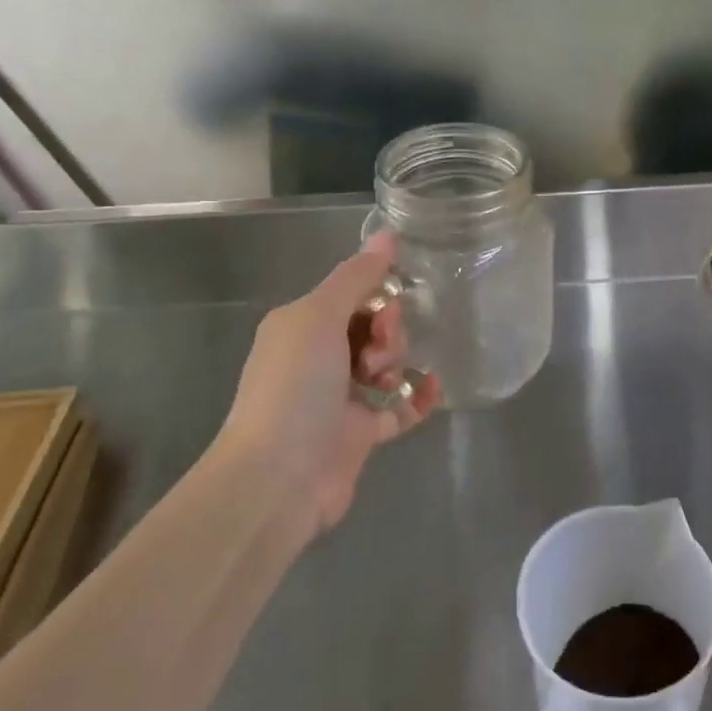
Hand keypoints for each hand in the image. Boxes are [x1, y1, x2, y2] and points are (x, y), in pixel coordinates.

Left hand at [210, 232, 439, 532]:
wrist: (279, 477)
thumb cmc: (295, 386)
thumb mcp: (320, 317)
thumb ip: (356, 276)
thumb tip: (387, 233)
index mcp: (301, 326)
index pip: (351, 296)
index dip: (377, 297)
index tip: (387, 310)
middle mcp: (318, 358)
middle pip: (372, 327)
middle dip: (388, 332)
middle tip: (379, 354)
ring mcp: (339, 398)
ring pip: (386, 364)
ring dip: (398, 362)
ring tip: (387, 379)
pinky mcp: (360, 434)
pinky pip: (399, 406)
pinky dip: (417, 397)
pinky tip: (432, 390)